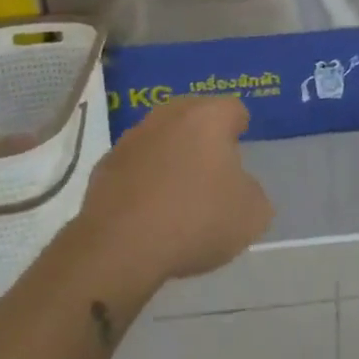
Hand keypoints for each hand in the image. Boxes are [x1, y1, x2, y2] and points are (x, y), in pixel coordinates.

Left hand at [78, 96, 273, 282]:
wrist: (119, 248)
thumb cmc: (196, 219)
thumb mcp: (251, 215)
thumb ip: (254, 193)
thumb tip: (240, 188)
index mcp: (209, 116)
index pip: (234, 110)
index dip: (240, 131)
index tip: (240, 156)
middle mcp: (170, 115)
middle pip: (194, 117)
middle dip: (203, 139)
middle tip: (212, 173)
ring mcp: (132, 138)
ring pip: (161, 139)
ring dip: (170, 157)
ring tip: (177, 196)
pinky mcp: (104, 166)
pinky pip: (134, 166)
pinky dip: (142, 180)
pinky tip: (147, 212)